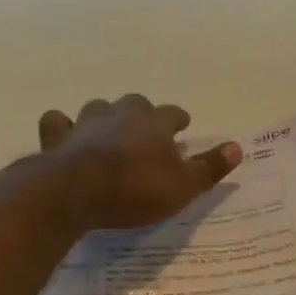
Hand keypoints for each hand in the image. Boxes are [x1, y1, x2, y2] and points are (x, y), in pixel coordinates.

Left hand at [40, 95, 241, 231]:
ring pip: (98, 107)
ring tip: (108, 130)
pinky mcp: (58, 137)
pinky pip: (58, 122)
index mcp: (154, 123)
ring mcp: (86, 122)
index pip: (172, 113)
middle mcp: (121, 114)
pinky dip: (62, 126)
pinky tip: (64, 136)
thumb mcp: (183, 186)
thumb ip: (209, 167)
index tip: (182, 126)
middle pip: (135, 103)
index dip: (178, 119)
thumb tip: (237, 147)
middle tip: (146, 129)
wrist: (76, 191)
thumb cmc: (136, 189)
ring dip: (105, 116)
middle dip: (142, 113)